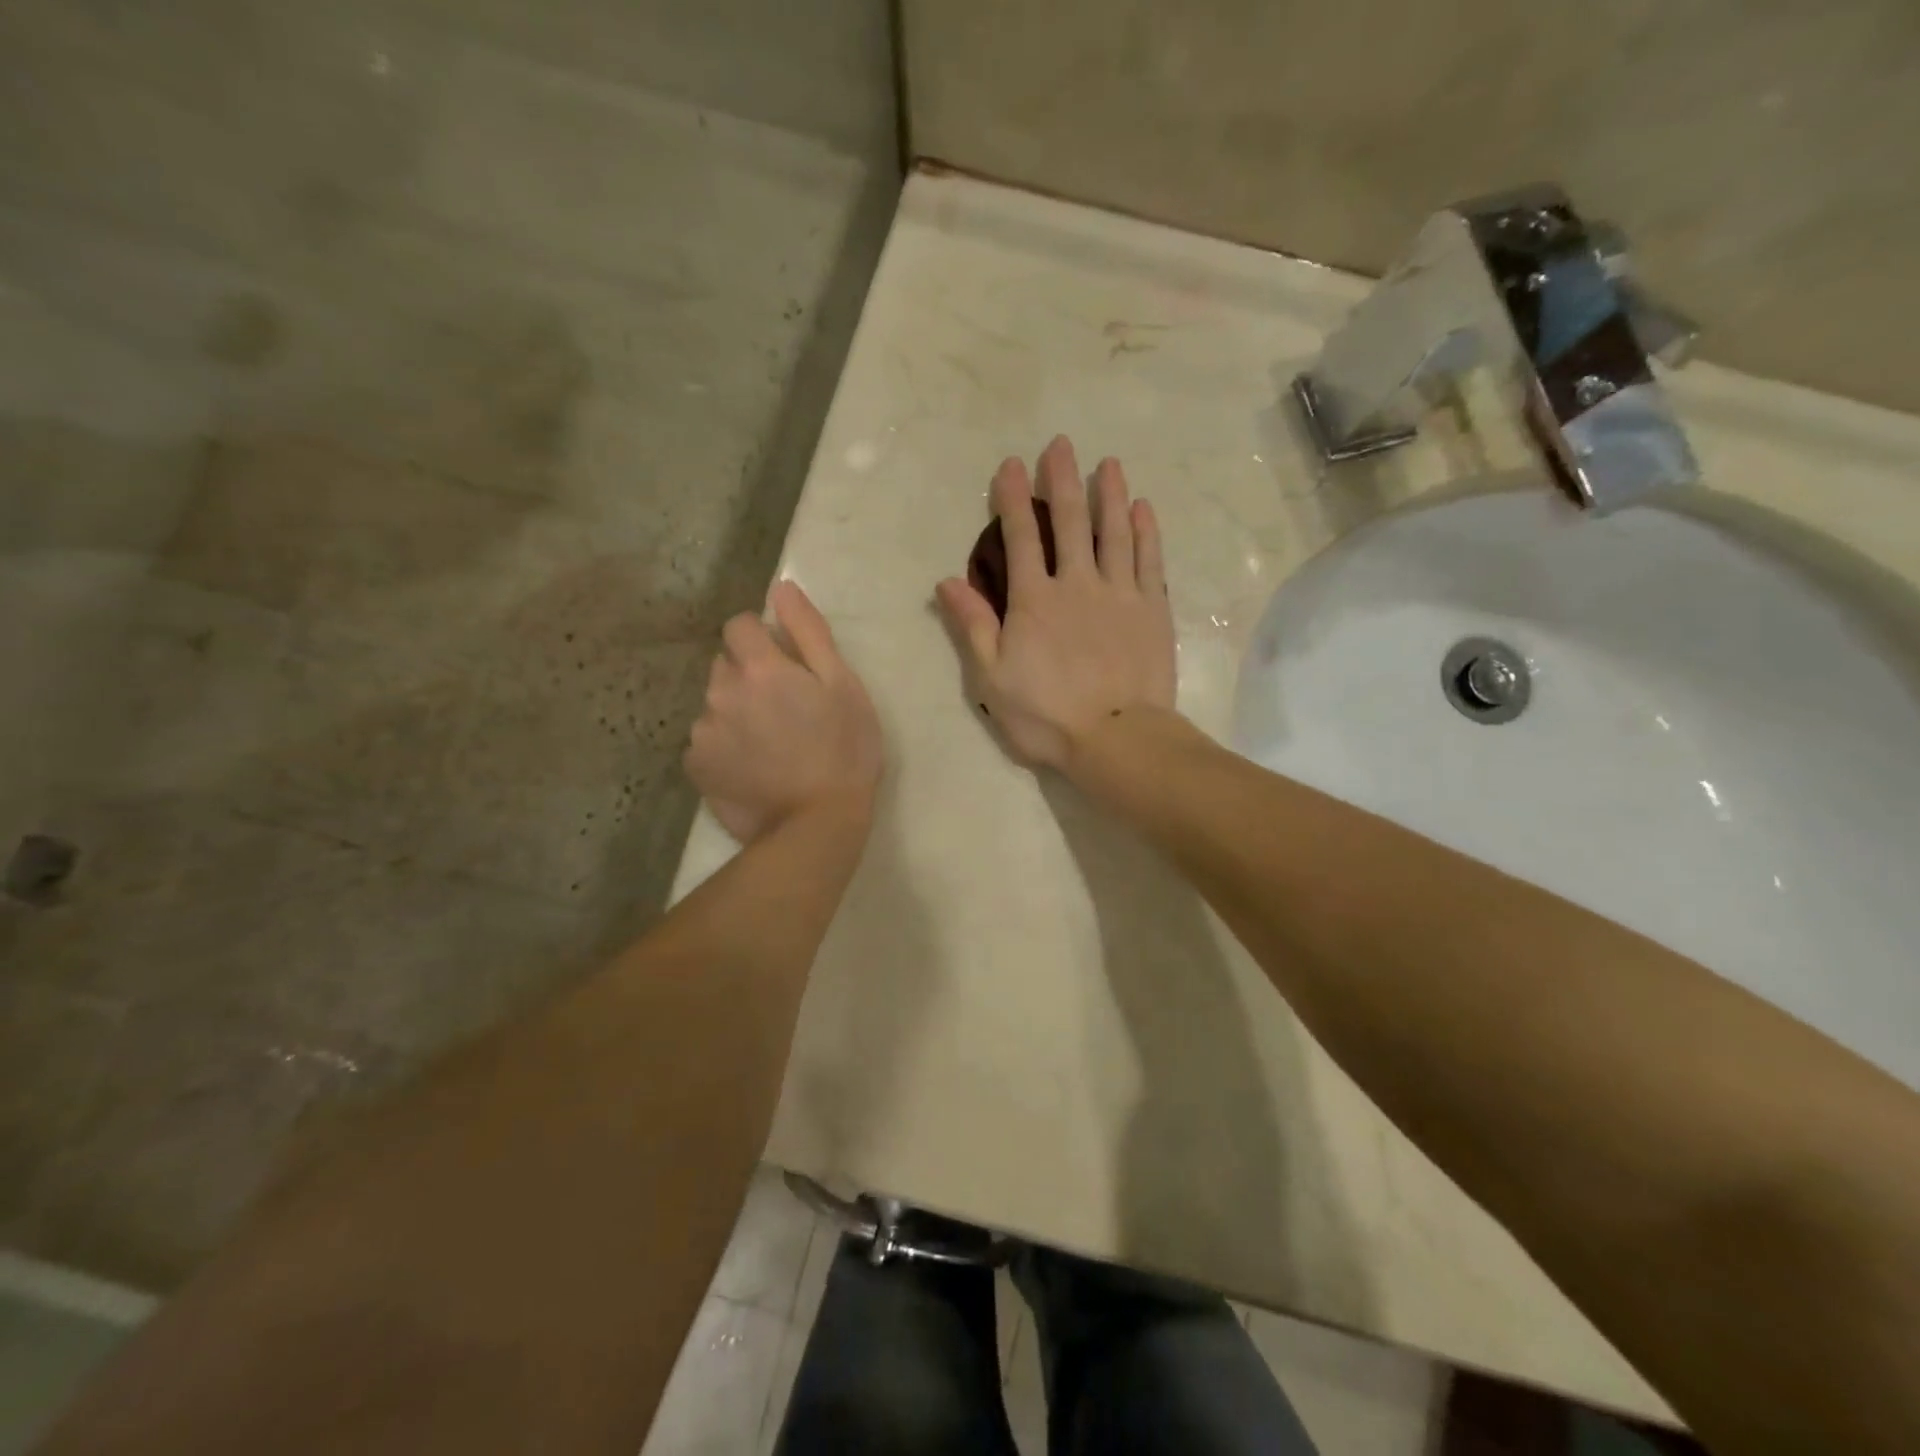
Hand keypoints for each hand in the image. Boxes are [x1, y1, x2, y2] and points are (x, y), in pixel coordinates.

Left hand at [685, 580, 883, 842]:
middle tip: (785, 708)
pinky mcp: (697, 766)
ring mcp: (704, 732)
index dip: (762, 638)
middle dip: (749, 675)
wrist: (817, 824)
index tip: (786, 664)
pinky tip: (752, 767)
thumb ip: (809, 632)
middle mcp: (721, 692)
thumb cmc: (844, 750)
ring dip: (736, 711)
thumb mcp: (843, 685)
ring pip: (715, 704)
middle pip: (726, 665)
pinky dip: (724, 746)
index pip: (739, 626)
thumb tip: (781, 589)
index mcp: (759, 668)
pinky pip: (706, 740)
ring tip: (770, 744)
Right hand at [936, 436, 1175, 770]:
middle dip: (1062, 480)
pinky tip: (1142, 509)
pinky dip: (1146, 532)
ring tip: (1108, 463)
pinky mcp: (1152, 609)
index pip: (1020, 538)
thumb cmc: (1046, 715)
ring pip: (1113, 532)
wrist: (1117, 738)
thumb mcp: (992, 678)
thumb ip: (973, 626)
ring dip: (1109, 494)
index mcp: (1034, 601)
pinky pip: (1150, 561)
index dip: (1013, 499)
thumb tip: (947, 581)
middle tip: (1061, 445)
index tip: (1011, 463)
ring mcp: (1120, 594)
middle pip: (1068, 522)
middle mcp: (1077, 584)